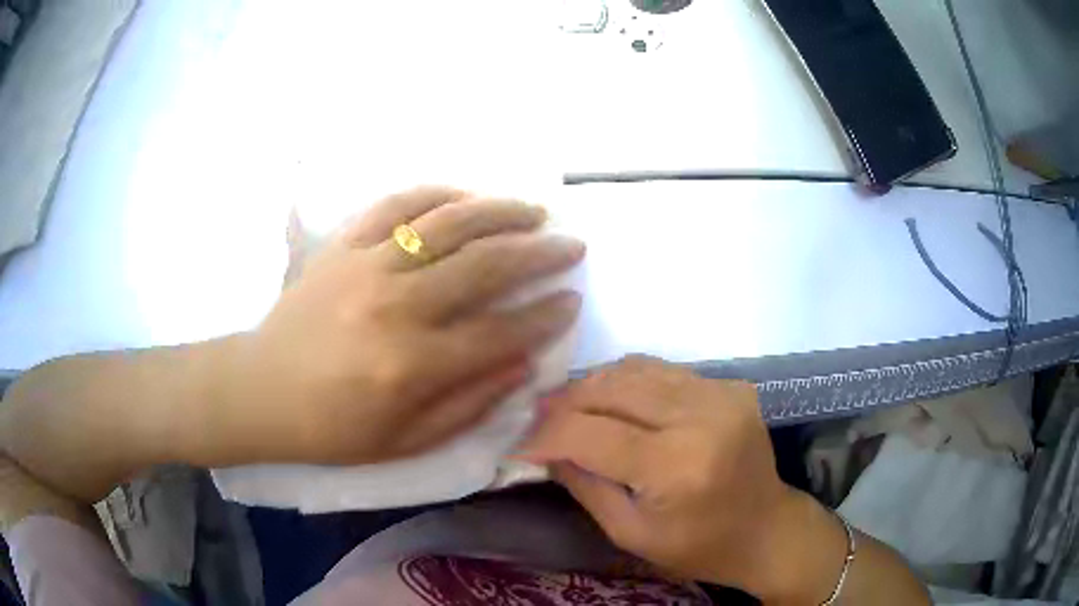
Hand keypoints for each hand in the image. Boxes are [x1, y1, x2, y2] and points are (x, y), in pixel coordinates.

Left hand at [202, 187, 584, 465]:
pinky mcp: (343, 245)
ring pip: (449, 223)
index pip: (501, 331)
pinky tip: (465, 196)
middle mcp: (396, 306)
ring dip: (500, 212)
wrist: (263, 391)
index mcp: (412, 365)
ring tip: (534, 211)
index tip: (573, 300)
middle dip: (540, 253)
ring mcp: (367, 265)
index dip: (545, 315)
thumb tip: (523, 363)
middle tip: (571, 245)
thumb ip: (470, 404)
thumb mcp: (407, 442)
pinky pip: (396, 205)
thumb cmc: (334, 428)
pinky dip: (437, 194)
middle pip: (486, 265)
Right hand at [519, 356, 843, 600]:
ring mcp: (721, 394)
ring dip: (594, 385)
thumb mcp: (630, 532)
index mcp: (678, 466)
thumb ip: (584, 484)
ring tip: (569, 406)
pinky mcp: (730, 386)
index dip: (547, 435)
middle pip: (613, 388)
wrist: (765, 528)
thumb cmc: (698, 546)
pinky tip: (614, 403)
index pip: (592, 435)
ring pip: (636, 369)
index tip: (520, 442)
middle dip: (566, 401)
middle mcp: (702, 417)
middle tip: (538, 417)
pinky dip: (629, 383)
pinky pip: (664, 372)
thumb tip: (543, 446)